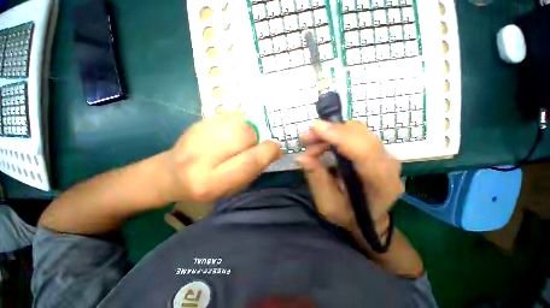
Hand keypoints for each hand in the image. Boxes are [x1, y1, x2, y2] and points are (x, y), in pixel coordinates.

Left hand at [167, 111, 282, 201]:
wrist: (172, 174)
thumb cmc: (207, 187)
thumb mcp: (233, 188)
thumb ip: (253, 169)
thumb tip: (274, 150)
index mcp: (212, 182)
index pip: (250, 161)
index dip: (268, 152)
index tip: (276, 148)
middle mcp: (200, 158)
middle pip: (244, 134)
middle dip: (255, 138)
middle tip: (252, 144)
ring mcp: (195, 136)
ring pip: (238, 120)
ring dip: (246, 128)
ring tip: (239, 138)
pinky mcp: (196, 123)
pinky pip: (228, 114)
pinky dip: (236, 121)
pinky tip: (229, 131)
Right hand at [297, 120, 403, 233]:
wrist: (369, 217)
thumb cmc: (348, 214)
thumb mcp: (327, 204)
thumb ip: (316, 179)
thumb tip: (302, 157)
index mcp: (382, 185)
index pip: (365, 152)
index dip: (340, 137)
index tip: (316, 127)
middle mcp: (389, 165)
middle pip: (361, 136)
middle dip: (330, 132)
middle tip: (306, 139)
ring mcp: (385, 155)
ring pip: (358, 131)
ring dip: (331, 133)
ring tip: (312, 144)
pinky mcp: (377, 150)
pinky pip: (356, 134)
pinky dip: (336, 135)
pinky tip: (323, 143)